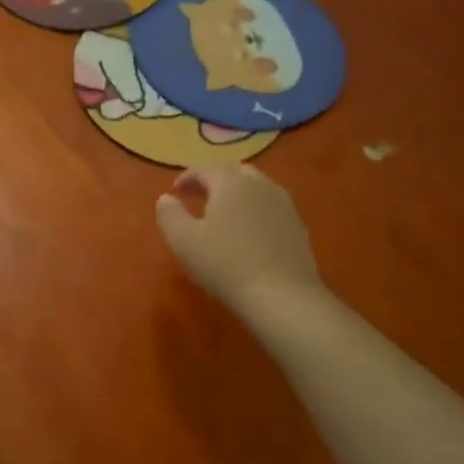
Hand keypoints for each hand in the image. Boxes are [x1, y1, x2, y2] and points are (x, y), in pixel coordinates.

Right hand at [155, 165, 324, 313]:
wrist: (282, 295)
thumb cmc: (225, 263)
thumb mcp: (183, 240)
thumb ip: (169, 214)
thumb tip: (166, 198)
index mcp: (231, 183)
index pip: (205, 168)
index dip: (187, 177)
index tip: (174, 192)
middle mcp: (260, 185)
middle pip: (234, 172)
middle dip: (214, 180)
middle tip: (198, 196)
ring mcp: (284, 204)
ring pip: (257, 187)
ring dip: (237, 193)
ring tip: (223, 213)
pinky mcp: (297, 226)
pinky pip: (271, 206)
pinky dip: (255, 210)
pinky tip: (248, 231)